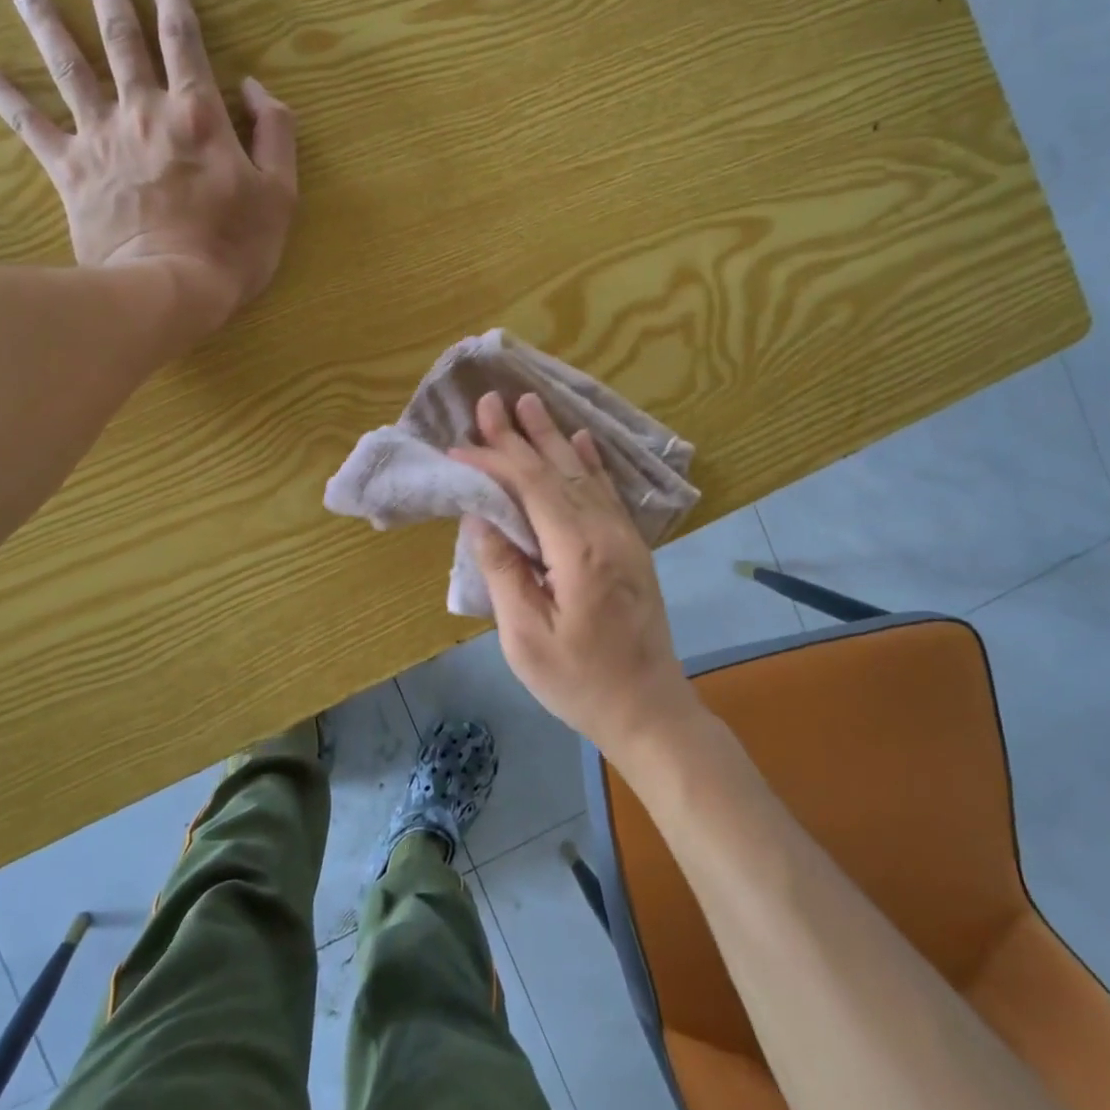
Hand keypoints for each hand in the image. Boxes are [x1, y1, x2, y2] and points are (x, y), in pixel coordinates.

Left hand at [0, 0, 296, 326]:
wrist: (170, 288)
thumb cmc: (234, 245)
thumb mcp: (281, 193)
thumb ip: (276, 133)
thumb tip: (255, 88)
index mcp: (198, 114)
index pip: (185, 44)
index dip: (176, 6)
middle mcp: (144, 111)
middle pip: (121, 40)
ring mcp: (101, 137)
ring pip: (69, 66)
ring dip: (48, 23)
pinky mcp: (69, 169)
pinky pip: (28, 123)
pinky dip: (0, 91)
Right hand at [451, 392, 701, 761]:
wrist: (650, 710)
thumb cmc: (580, 682)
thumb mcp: (526, 637)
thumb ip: (504, 570)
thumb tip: (481, 516)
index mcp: (577, 550)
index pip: (530, 487)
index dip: (494, 461)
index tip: (459, 447)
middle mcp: (605, 530)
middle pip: (556, 469)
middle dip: (519, 434)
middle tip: (491, 400)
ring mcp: (623, 536)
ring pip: (582, 473)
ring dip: (552, 437)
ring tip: (529, 403)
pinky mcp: (631, 547)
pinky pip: (607, 491)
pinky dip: (590, 462)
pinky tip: (582, 440)